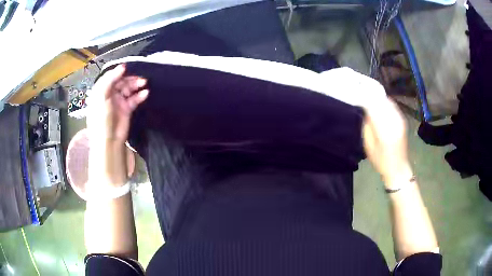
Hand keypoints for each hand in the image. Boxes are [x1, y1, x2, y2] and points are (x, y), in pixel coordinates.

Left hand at [88, 64, 148, 144]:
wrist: (109, 141)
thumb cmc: (101, 119)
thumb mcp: (102, 97)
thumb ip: (110, 80)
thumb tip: (122, 67)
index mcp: (101, 91)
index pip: (110, 77)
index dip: (118, 71)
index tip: (127, 68)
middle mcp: (109, 95)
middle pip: (121, 81)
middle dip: (130, 78)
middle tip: (139, 77)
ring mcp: (118, 102)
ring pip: (128, 89)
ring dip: (136, 85)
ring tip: (144, 83)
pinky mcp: (126, 109)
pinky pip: (134, 99)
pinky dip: (139, 95)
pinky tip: (145, 93)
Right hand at [362, 98, 412, 186]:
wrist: (398, 168)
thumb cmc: (381, 161)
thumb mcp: (369, 146)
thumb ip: (367, 126)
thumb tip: (365, 109)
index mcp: (385, 131)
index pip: (373, 107)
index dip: (364, 98)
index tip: (355, 93)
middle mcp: (394, 122)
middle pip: (381, 101)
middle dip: (370, 95)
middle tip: (360, 91)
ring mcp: (400, 120)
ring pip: (387, 101)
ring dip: (377, 97)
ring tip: (367, 94)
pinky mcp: (402, 119)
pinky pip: (392, 105)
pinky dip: (384, 101)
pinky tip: (378, 103)